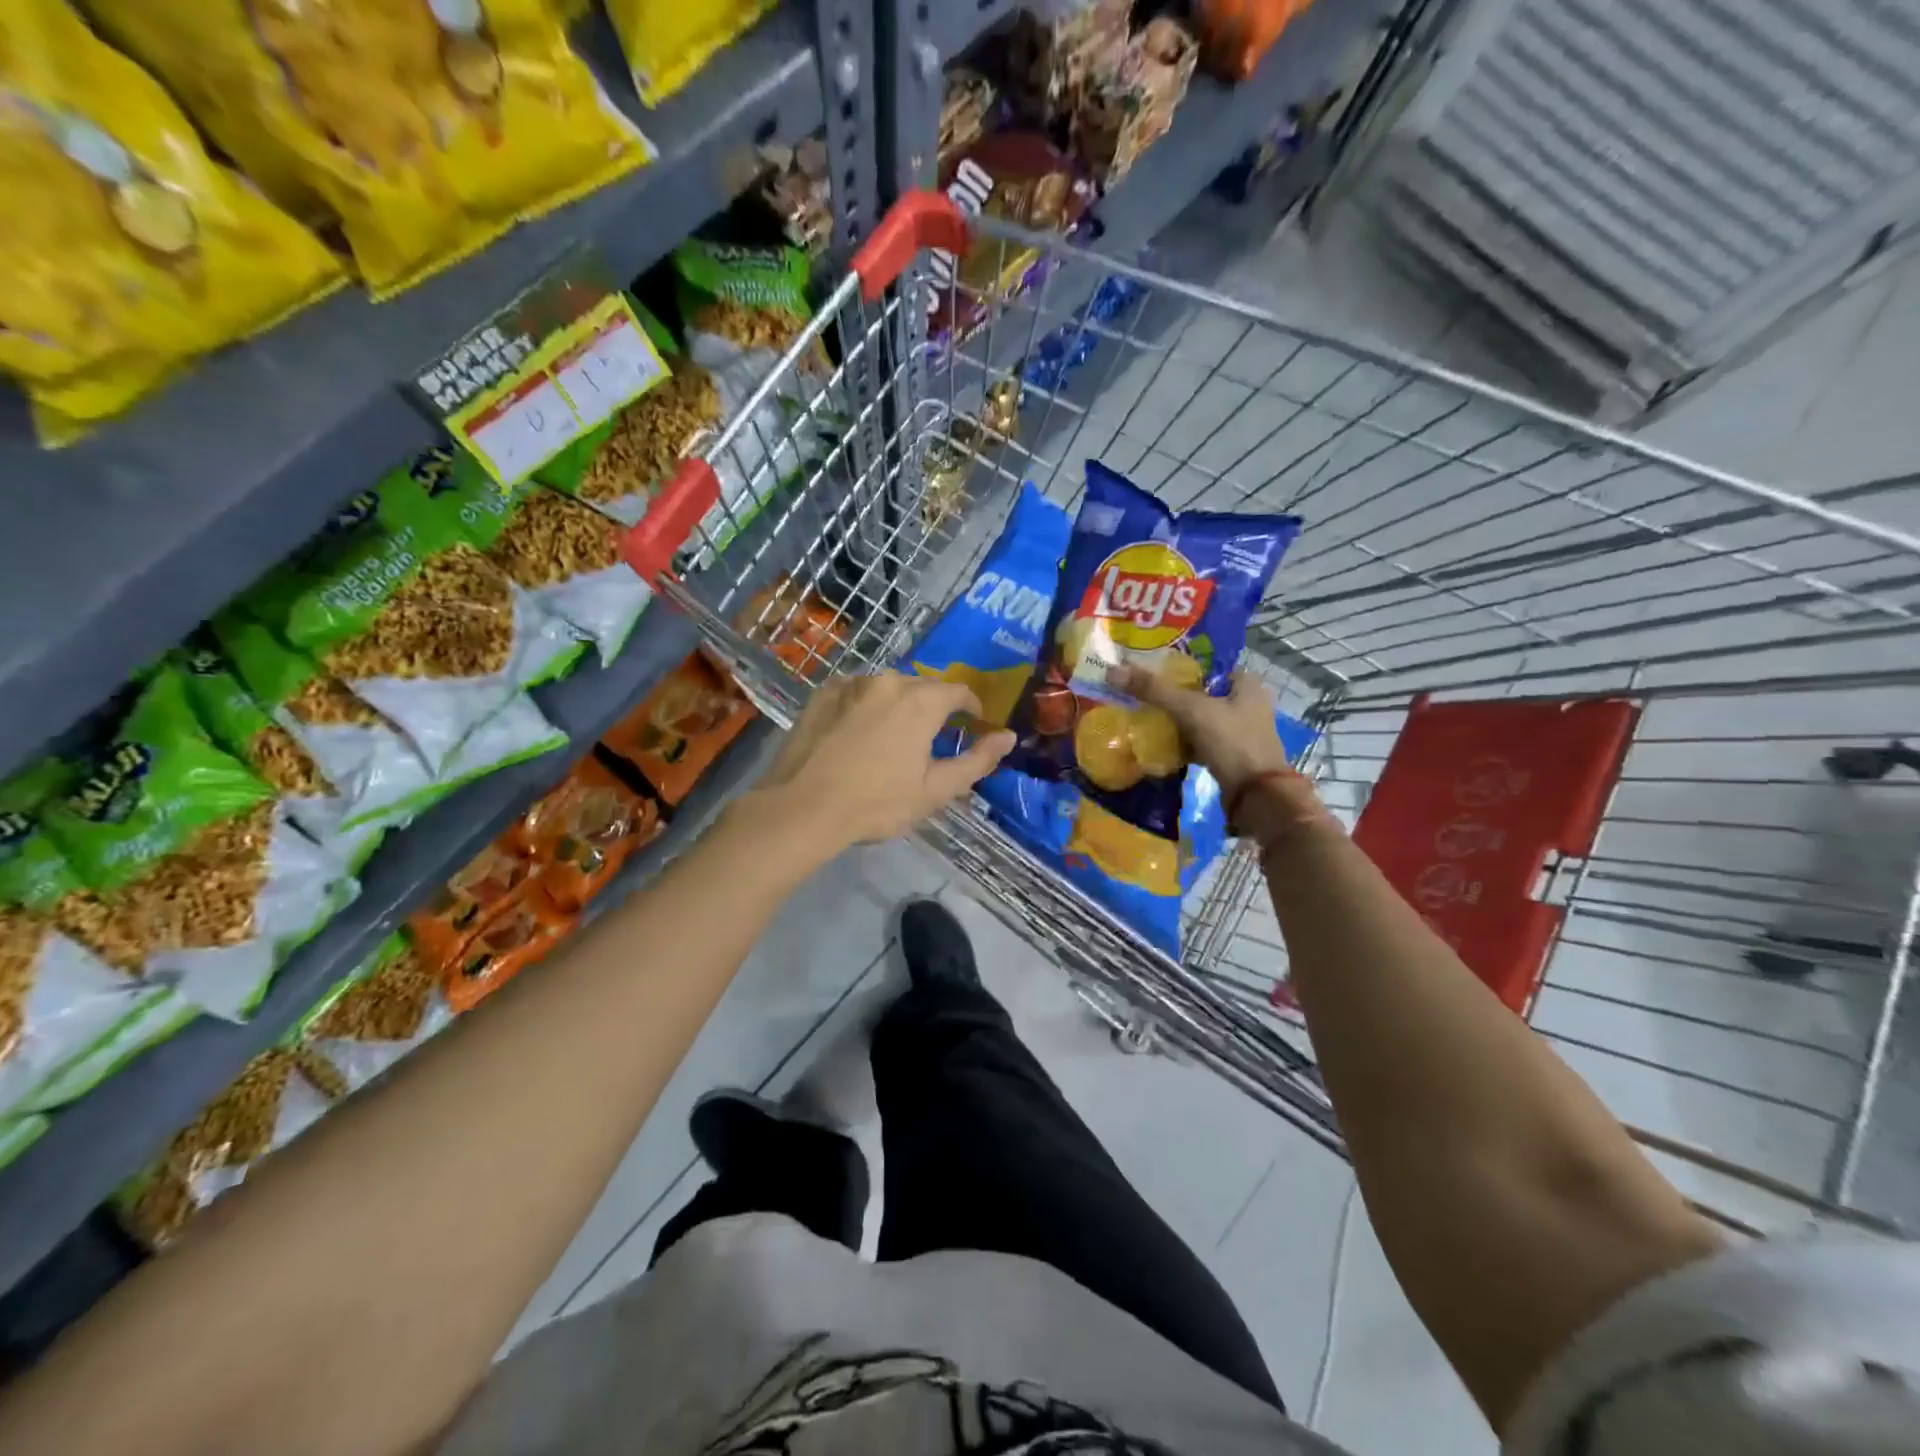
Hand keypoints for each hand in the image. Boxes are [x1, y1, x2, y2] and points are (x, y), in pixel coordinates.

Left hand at [754, 672, 1013, 850]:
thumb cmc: (877, 803)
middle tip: (932, 738)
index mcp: (920, 701)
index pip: (958, 691)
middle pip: (923, 686)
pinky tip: (859, 733)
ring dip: (898, 705)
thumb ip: (977, 760)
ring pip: (888, 687)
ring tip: (894, 737)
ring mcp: (851, 684)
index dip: (971, 706)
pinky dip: (867, 706)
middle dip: (934, 707)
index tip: (973, 724)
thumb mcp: (935, 790)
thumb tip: (1008, 736)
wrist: (802, 808)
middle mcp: (888, 681)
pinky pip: (857, 692)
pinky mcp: (823, 694)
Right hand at [1107, 664, 1328, 850]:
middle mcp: (1247, 703)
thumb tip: (1112, 671)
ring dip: (1175, 721)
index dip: (1177, 667)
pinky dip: (1182, 742)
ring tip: (1144, 718)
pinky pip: (1200, 741)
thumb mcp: (1191, 710)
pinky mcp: (1231, 755)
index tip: (1148, 672)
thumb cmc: (1231, 741)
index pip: (1206, 666)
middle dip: (1172, 696)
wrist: (1257, 796)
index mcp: (1246, 683)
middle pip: (1200, 693)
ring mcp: (1240, 731)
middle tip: (1141, 696)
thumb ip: (1154, 690)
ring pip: (1199, 719)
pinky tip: (1159, 744)